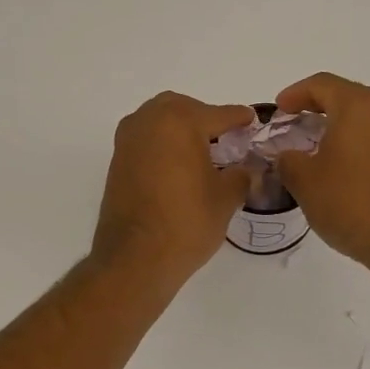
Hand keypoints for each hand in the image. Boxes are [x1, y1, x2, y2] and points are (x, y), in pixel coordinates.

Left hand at [92, 92, 255, 285]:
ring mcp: (128, 140)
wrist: (135, 259)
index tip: (252, 120)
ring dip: (180, 129)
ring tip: (202, 153)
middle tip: (226, 138)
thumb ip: (241, 175)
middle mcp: (149, 121)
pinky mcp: (116, 161)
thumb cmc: (187, 223)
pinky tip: (179, 166)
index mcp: (180, 121)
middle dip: (205, 119)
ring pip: (160, 120)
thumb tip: (246, 169)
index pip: (219, 114)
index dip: (240, 119)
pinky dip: (163, 144)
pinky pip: (145, 139)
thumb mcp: (226, 198)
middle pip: (184, 109)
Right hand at [274, 73, 369, 268]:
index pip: (322, 84)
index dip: (295, 94)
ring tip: (312, 144)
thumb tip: (289, 156)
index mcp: (358, 105)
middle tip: (293, 122)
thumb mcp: (304, 180)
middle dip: (316, 105)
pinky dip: (354, 140)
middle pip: (345, 95)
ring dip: (337, 124)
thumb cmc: (349, 201)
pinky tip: (338, 163)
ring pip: (363, 116)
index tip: (278, 110)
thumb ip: (288, 160)